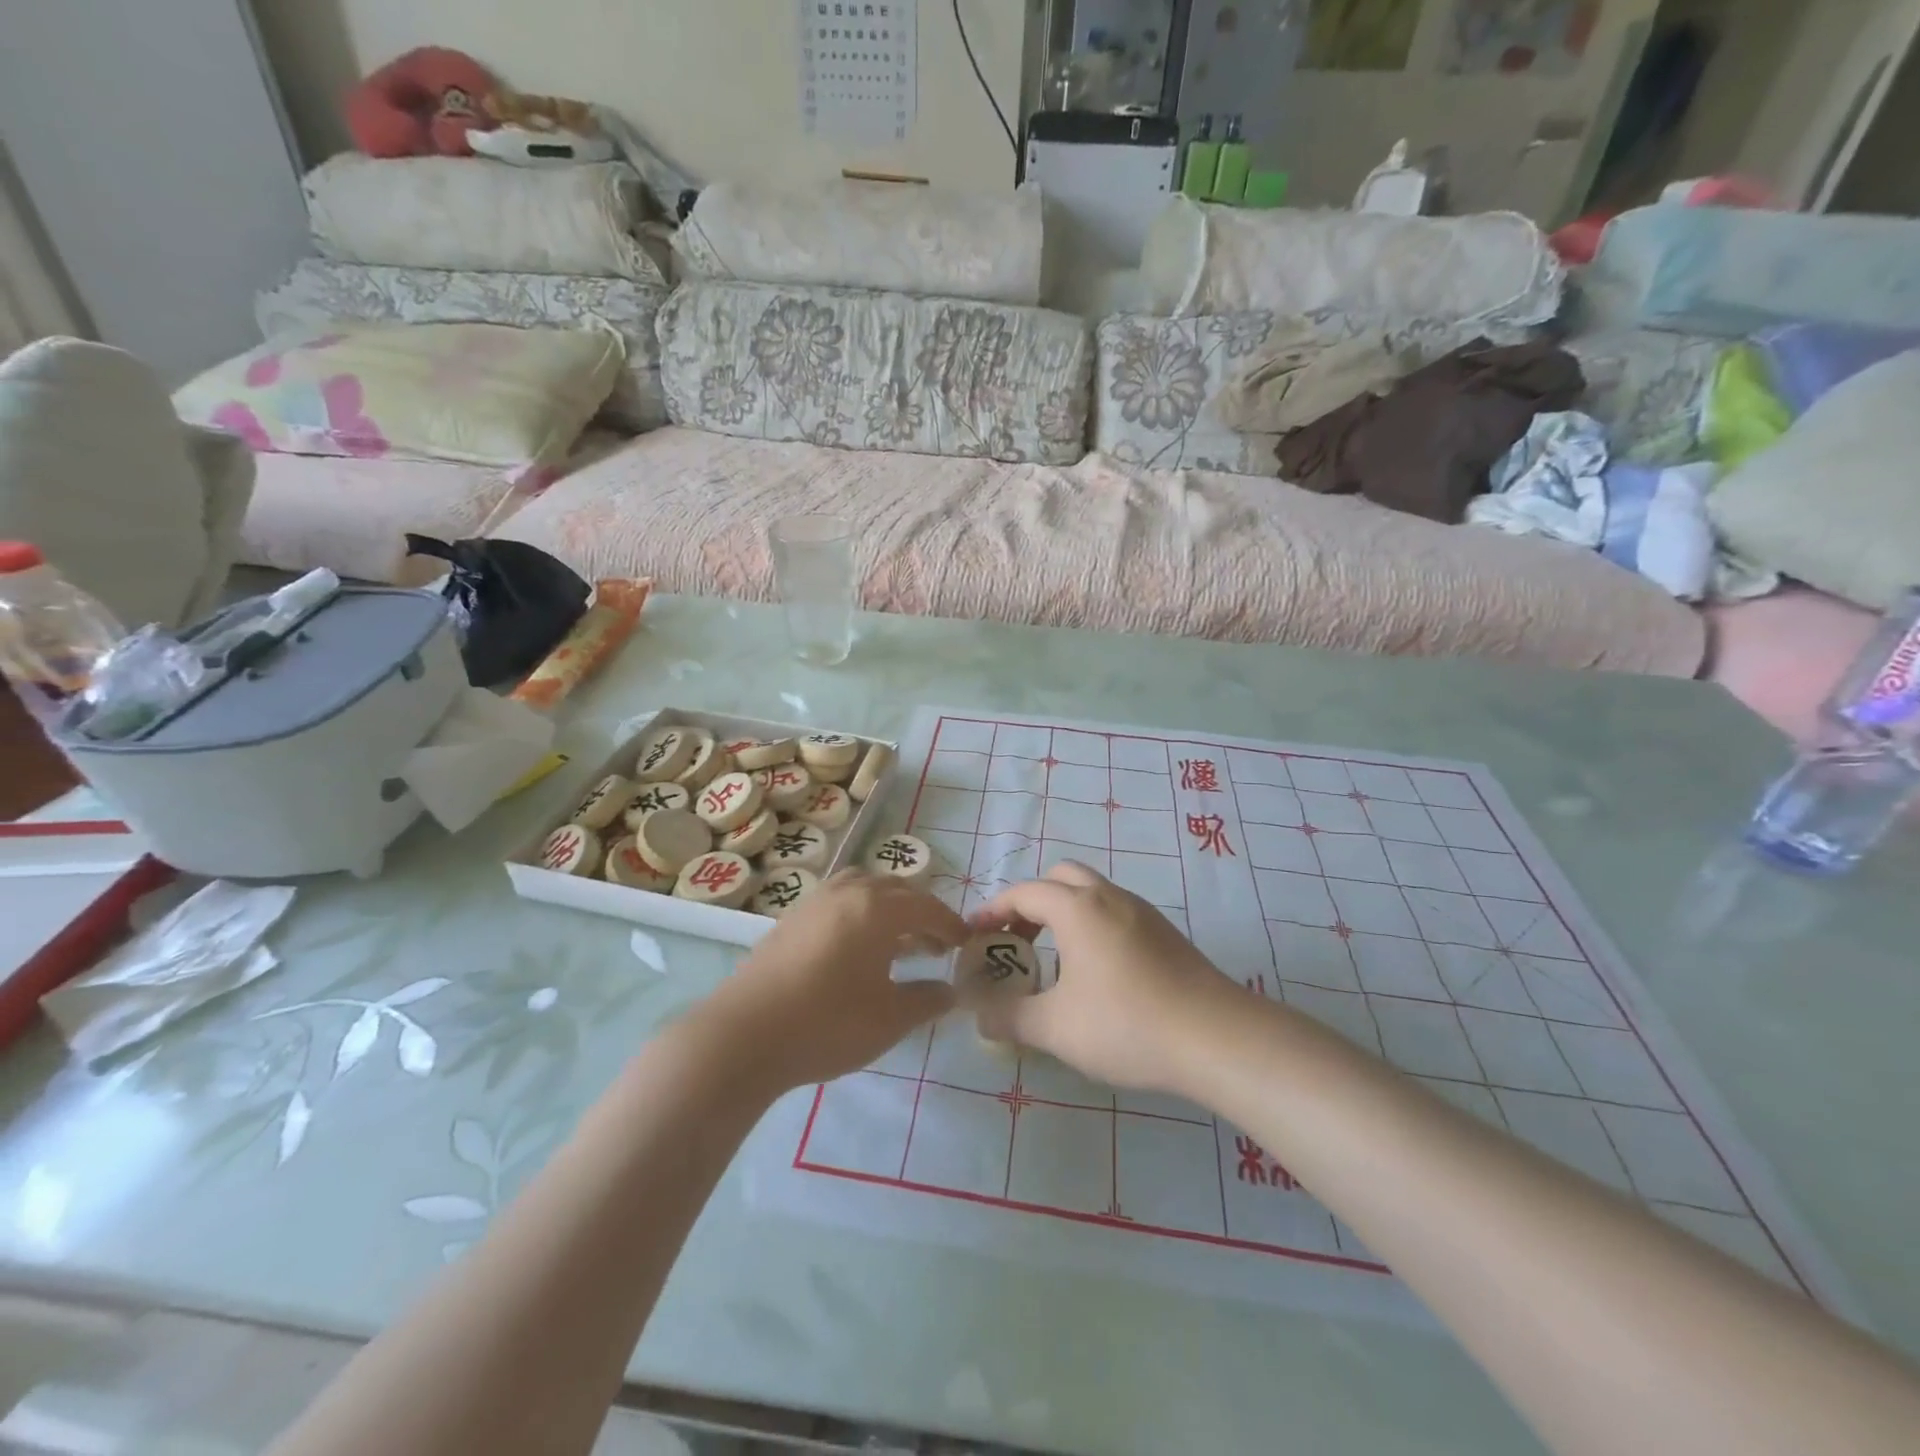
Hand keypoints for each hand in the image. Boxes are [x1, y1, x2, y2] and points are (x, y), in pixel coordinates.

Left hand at [699, 871, 962, 1091]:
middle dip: (921, 915)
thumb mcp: (890, 1019)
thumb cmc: (828, 1023)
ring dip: (889, 910)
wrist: (745, 1035)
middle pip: (896, 891)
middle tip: (936, 945)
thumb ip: (926, 1000)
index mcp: (878, 908)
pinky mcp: (791, 919)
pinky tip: (858, 949)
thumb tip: (950, 991)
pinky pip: (839, 902)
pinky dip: (860, 915)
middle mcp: (848, 892)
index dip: (950, 925)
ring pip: (864, 890)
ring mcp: (815, 902)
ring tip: (898, 942)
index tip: (965, 943)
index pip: (926, 907)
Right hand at [972, 862, 1243, 1095]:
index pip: (1024, 893)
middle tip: (1017, 943)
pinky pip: (1115, 914)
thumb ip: (1009, 1018)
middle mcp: (1109, 897)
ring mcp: (1143, 912)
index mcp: (1078, 908)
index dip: (993, 911)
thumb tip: (979, 1016)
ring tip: (1053, 962)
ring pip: (1091, 894)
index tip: (974, 934)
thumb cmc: (1126, 1024)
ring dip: (1063, 915)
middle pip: (1060, 878)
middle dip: (1030, 904)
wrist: (1217, 1038)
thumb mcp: (1055, 1028)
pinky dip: (1091, 928)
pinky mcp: (1165, 933)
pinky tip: (1096, 975)